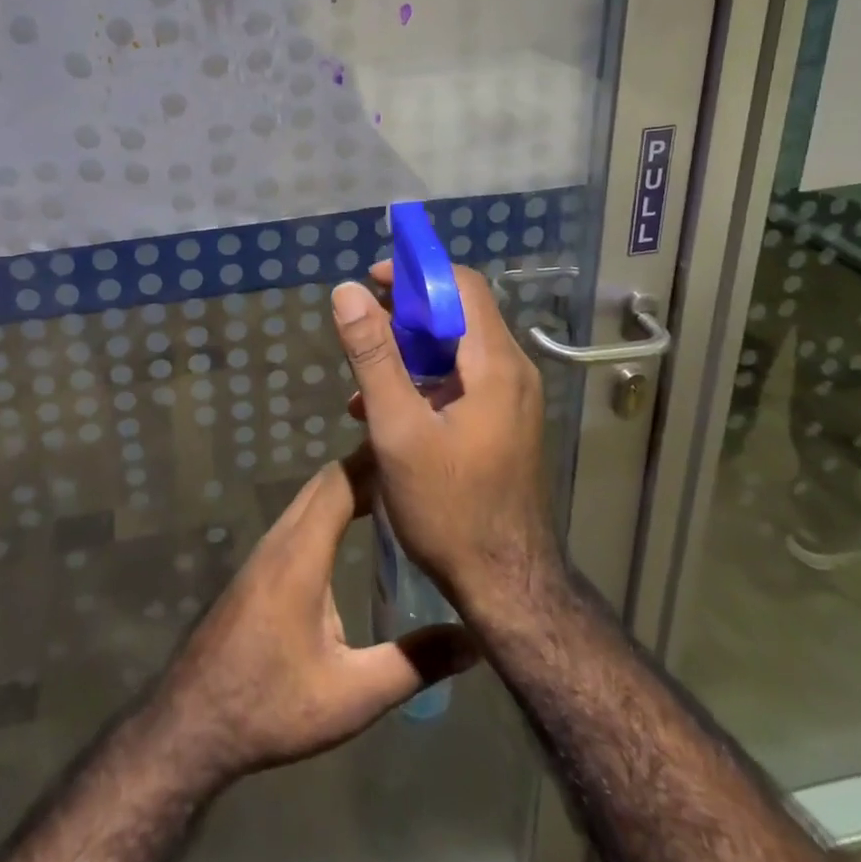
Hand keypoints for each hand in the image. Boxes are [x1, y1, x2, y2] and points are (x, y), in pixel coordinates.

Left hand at [148, 449, 473, 784]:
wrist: (194, 722)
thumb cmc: (272, 704)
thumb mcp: (352, 695)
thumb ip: (413, 664)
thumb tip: (472, 640)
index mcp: (302, 552)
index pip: (341, 481)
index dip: (376, 460)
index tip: (416, 452)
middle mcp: (282, 538)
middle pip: (326, 482)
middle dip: (369, 470)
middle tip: (417, 475)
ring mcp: (266, 551)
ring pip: (311, 499)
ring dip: (349, 488)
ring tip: (396, 496)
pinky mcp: (260, 567)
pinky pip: (301, 518)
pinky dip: (332, 508)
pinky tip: (354, 532)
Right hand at [333, 267, 559, 615]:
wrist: (507, 588)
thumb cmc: (450, 508)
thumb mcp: (398, 429)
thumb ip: (373, 356)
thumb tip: (348, 292)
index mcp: (495, 364)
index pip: (461, 285)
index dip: (415, 273)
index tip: (372, 281)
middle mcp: (512, 372)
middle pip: (458, 315)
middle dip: (405, 315)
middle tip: (361, 332)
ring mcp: (512, 400)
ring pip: (456, 351)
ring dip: (408, 354)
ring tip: (363, 380)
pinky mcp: (504, 424)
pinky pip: (461, 382)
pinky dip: (423, 383)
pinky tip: (384, 412)